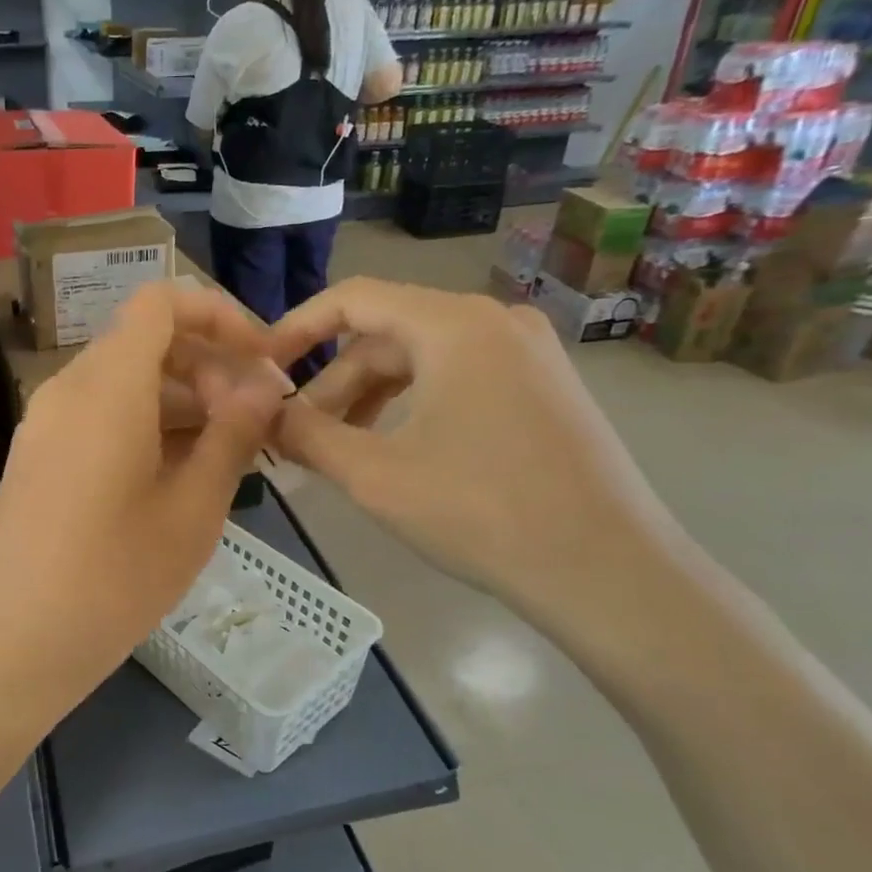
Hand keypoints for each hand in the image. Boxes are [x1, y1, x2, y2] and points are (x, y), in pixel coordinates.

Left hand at [0, 281, 289, 720]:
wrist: (10, 644)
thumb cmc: (114, 578)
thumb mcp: (193, 508)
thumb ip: (232, 434)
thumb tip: (262, 384)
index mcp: (107, 385)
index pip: (160, 302)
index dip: (218, 315)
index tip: (259, 360)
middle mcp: (68, 388)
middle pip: (145, 342)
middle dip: (208, 366)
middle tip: (255, 422)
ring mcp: (46, 423)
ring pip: (124, 382)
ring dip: (180, 401)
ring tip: (229, 454)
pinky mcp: (38, 457)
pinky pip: (99, 416)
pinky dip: (145, 426)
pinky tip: (178, 476)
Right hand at [267, 278, 682, 630]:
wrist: (610, 573)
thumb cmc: (482, 513)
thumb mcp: (375, 475)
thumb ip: (307, 436)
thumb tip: (262, 416)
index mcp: (453, 324)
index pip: (353, 298)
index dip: (296, 329)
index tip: (260, 371)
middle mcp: (493, 321)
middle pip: (386, 335)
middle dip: (333, 384)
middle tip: (295, 437)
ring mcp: (527, 354)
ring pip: (422, 361)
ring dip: (369, 400)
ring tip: (337, 451)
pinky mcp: (543, 389)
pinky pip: (458, 379)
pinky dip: (413, 407)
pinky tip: (395, 452)